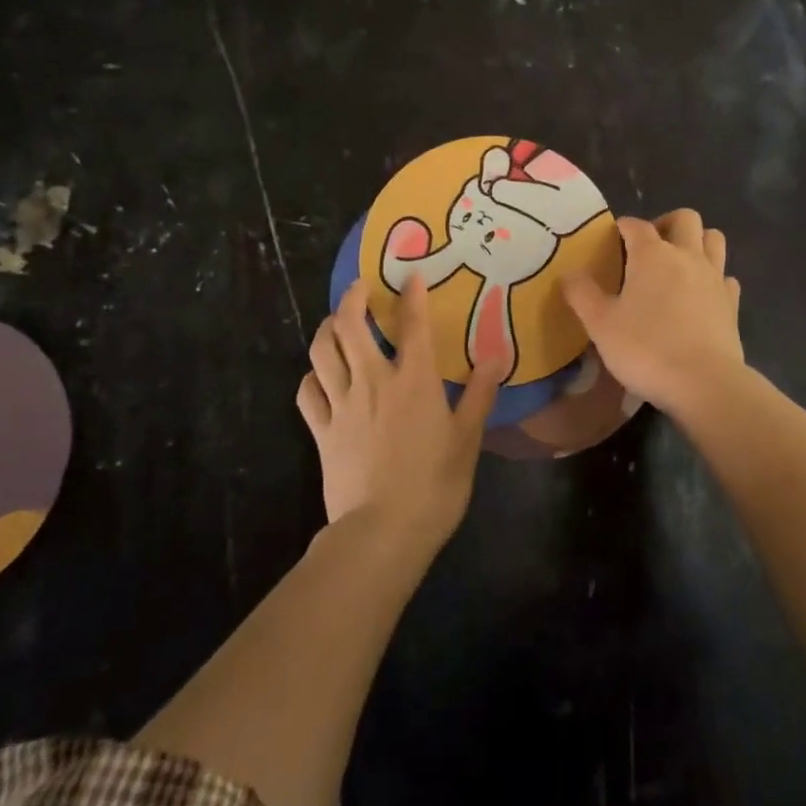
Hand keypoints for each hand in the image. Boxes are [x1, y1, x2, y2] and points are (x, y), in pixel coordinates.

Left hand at [297, 276, 502, 543]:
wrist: (383, 531)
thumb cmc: (435, 484)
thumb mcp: (468, 437)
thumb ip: (481, 391)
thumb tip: (498, 352)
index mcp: (413, 380)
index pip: (412, 324)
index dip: (411, 294)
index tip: (410, 274)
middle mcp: (373, 381)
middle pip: (350, 326)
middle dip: (352, 298)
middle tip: (359, 287)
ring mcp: (341, 405)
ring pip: (321, 352)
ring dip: (326, 329)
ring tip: (334, 321)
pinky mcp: (321, 432)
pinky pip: (307, 393)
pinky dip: (311, 376)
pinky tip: (319, 375)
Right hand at [561, 209, 743, 415]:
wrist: (704, 383)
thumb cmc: (646, 349)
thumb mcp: (600, 324)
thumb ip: (581, 294)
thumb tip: (569, 273)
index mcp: (653, 255)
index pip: (636, 225)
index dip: (623, 227)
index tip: (612, 238)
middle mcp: (687, 256)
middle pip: (685, 218)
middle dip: (666, 223)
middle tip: (649, 246)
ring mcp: (715, 278)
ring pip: (714, 239)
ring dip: (697, 241)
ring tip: (678, 262)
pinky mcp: (732, 303)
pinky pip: (725, 276)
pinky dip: (714, 276)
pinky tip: (701, 294)